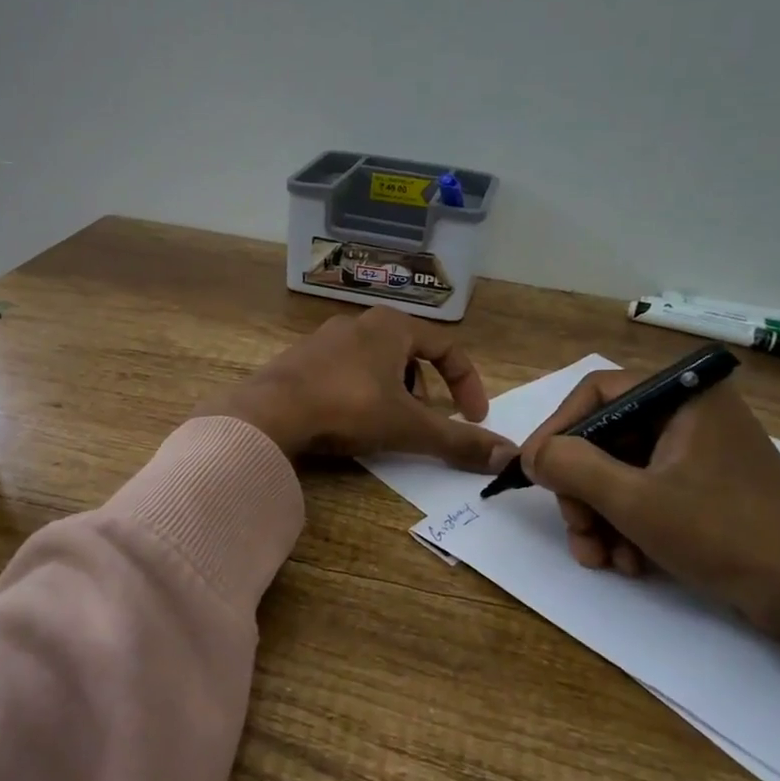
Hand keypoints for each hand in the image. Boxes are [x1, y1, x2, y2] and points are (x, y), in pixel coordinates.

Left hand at [199, 308, 517, 471]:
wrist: (271, 410)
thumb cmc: (349, 406)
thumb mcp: (409, 426)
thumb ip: (457, 440)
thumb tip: (508, 456)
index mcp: (392, 326)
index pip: (448, 348)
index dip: (468, 384)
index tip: (474, 419)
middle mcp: (359, 323)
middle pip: (410, 354)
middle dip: (427, 390)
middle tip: (426, 421)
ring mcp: (324, 339)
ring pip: (376, 364)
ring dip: (393, 393)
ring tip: (389, 425)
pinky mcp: (299, 360)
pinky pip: (344, 373)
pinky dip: (360, 394)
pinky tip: (349, 422)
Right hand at [518, 372, 779, 689]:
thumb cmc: (728, 536)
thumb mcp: (637, 501)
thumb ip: (574, 467)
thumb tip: (534, 454)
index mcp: (683, 397)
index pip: (596, 393)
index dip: (558, 430)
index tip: (536, 473)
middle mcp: (690, 414)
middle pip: (606, 438)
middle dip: (582, 490)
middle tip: (578, 532)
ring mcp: (700, 454)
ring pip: (622, 471)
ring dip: (601, 516)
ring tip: (601, 559)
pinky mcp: (708, 489)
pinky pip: (648, 493)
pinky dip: (629, 526)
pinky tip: (630, 564)